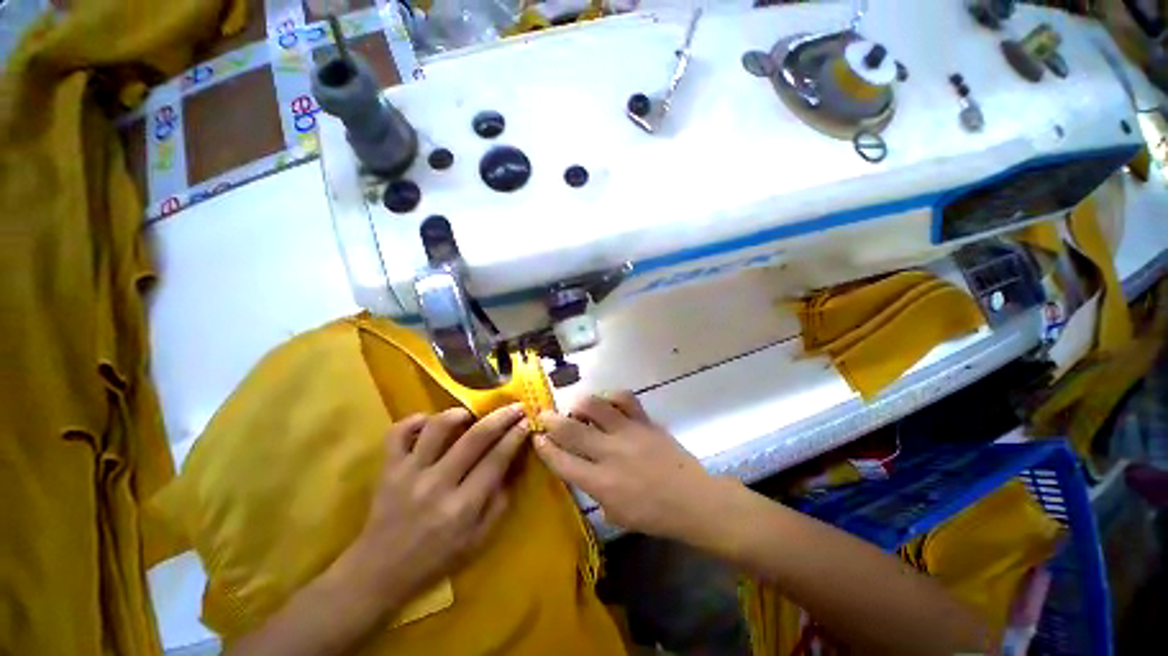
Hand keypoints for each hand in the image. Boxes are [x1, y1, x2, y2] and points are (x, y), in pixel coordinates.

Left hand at [350, 405, 529, 603]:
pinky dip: (415, 420)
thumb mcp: (478, 540)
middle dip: (501, 417)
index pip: (497, 459)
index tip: (527, 421)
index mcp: (463, 507)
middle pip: (476, 437)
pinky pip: (398, 432)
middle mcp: (438, 484)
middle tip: (515, 406)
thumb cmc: (436, 559)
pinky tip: (429, 421)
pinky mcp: (388, 468)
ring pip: (438, 427)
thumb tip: (511, 464)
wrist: (379, 573)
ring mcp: (409, 473)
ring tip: (471, 413)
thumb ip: (499, 502)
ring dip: (460, 413)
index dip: (515, 436)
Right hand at [534, 391, 731, 540]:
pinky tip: (607, 402)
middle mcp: (610, 454)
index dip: (544, 447)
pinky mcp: (644, 421)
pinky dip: (611, 396)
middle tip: (543, 415)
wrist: (692, 500)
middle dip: (550, 420)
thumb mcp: (615, 513)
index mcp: (600, 483)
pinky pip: (625, 398)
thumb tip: (580, 467)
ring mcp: (628, 433)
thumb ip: (593, 490)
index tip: (536, 437)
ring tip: (576, 408)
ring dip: (579, 404)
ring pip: (595, 407)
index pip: (562, 460)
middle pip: (571, 430)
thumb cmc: (653, 515)